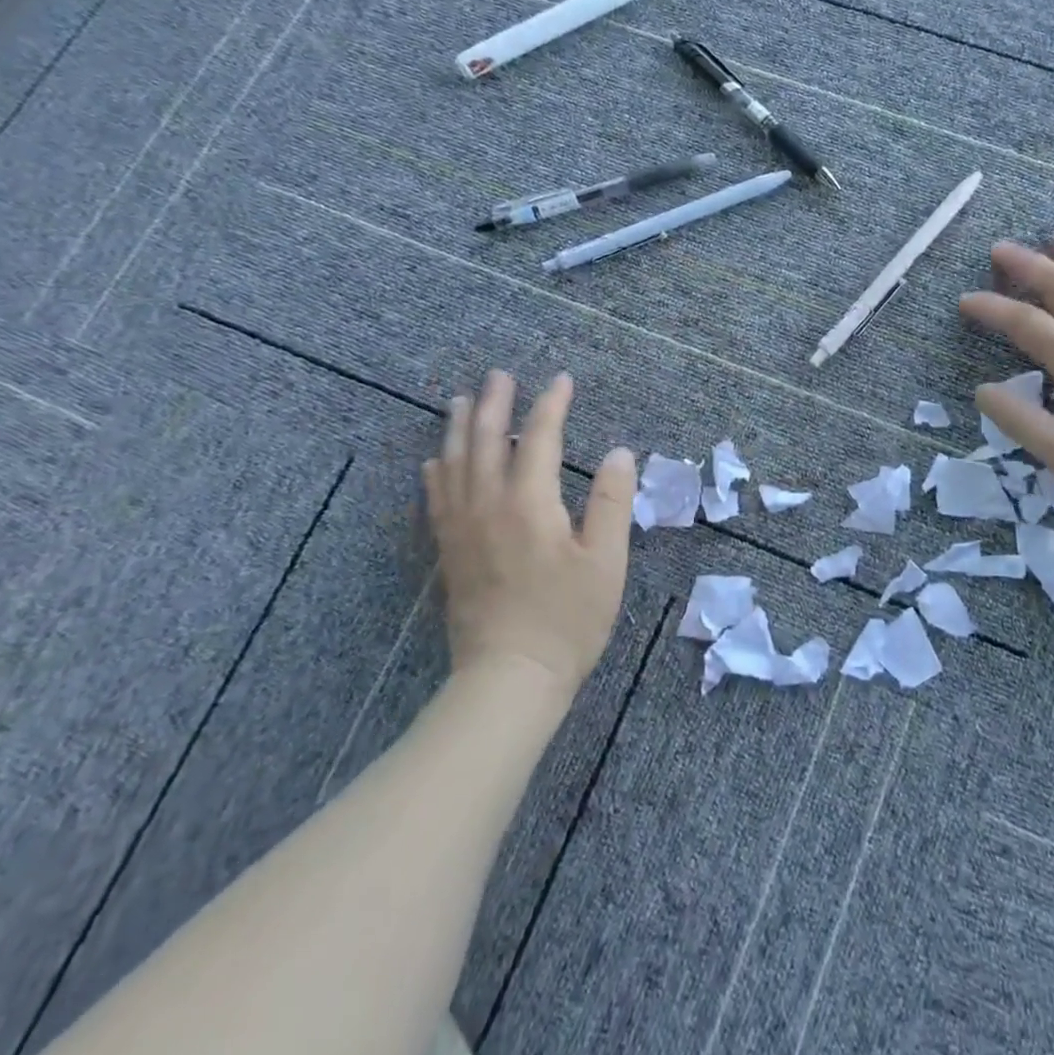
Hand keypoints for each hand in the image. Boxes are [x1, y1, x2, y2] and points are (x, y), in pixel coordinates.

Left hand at [422, 371, 635, 693]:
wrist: (508, 679)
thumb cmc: (567, 620)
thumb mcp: (606, 561)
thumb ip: (611, 502)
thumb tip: (619, 453)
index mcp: (529, 503)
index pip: (539, 438)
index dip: (551, 405)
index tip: (562, 380)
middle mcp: (488, 506)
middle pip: (486, 441)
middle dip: (494, 404)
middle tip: (499, 375)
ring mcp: (462, 529)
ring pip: (454, 464)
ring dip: (458, 428)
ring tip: (460, 401)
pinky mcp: (449, 553)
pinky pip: (436, 500)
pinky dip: (436, 473)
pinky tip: (434, 462)